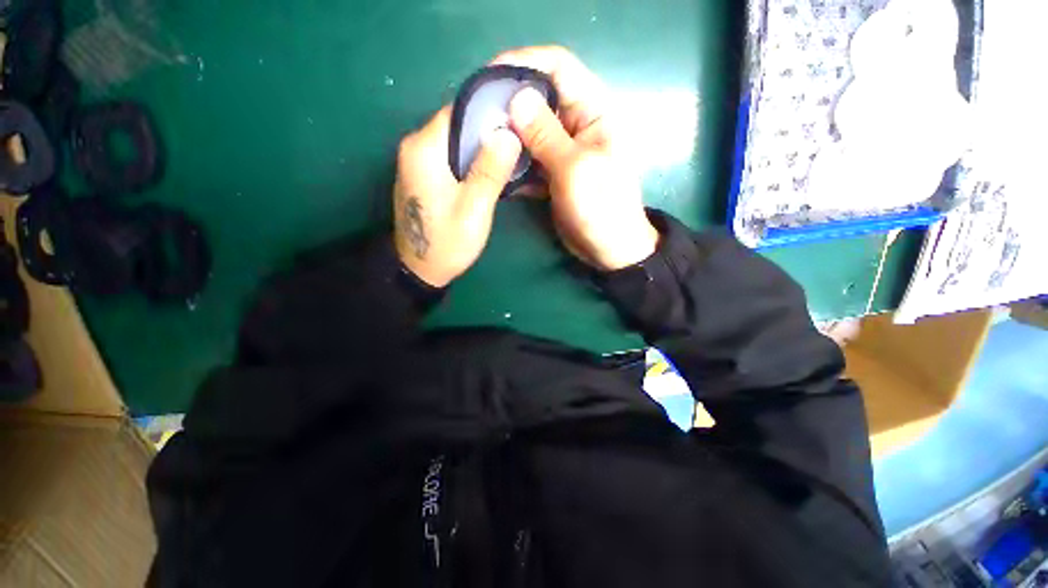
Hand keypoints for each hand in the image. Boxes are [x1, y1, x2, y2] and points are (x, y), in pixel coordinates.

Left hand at [393, 106, 521, 286]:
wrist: (418, 269)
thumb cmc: (447, 243)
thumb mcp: (474, 209)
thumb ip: (490, 171)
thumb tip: (508, 133)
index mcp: (424, 148)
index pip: (459, 110)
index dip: (490, 110)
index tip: (519, 118)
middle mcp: (415, 147)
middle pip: (458, 124)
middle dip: (490, 130)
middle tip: (522, 140)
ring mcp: (418, 161)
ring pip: (457, 141)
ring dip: (484, 146)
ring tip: (513, 154)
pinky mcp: (424, 175)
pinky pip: (452, 156)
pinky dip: (473, 159)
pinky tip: (493, 169)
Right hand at [495, 46, 658, 270]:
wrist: (609, 249)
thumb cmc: (601, 208)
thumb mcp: (575, 169)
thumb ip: (546, 135)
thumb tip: (517, 98)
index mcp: (593, 111)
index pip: (559, 67)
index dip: (524, 63)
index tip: (489, 76)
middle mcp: (577, 123)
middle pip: (540, 97)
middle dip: (510, 102)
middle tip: (478, 114)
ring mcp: (563, 150)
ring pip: (531, 129)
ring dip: (508, 135)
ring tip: (481, 141)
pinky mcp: (553, 172)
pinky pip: (529, 157)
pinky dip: (514, 161)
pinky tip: (497, 168)